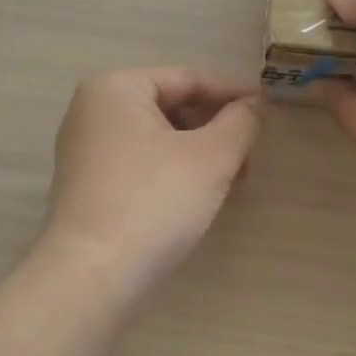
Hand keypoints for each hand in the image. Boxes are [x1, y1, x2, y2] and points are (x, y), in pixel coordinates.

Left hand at [43, 68, 262, 294]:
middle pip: (172, 109)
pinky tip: (202, 199)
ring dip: (201, 156)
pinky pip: (143, 167)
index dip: (233, 94)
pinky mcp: (90, 190)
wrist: (95, 277)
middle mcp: (93, 113)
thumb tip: (254, 106)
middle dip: (217, 130)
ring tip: (234, 182)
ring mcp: (86, 153)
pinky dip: (176, 175)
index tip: (269, 113)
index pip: (188, 79)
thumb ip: (241, 121)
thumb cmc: (155, 201)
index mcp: (115, 89)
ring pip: (160, 141)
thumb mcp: (213, 155)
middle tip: (252, 156)